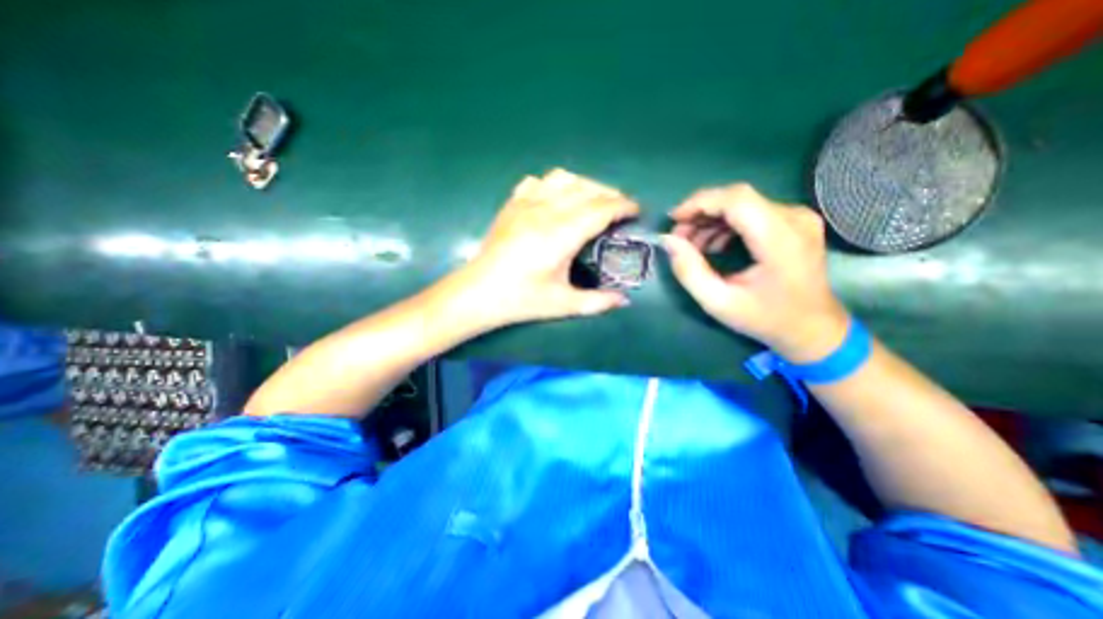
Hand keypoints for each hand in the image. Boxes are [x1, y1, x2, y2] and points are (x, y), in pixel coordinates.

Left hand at [456, 166, 643, 327]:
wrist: (478, 293)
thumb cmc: (521, 300)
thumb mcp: (563, 304)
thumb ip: (597, 302)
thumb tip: (624, 301)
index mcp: (560, 235)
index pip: (600, 209)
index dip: (623, 206)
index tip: (636, 210)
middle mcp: (545, 212)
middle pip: (586, 189)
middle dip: (610, 194)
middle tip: (620, 209)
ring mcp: (525, 204)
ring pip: (563, 178)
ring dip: (584, 185)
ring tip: (593, 200)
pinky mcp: (511, 204)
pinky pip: (537, 182)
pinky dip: (554, 185)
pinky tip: (557, 199)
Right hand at [662, 183, 851, 361]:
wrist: (813, 329)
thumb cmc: (766, 319)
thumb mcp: (719, 302)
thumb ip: (689, 271)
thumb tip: (668, 241)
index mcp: (780, 239)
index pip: (736, 199)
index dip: (699, 203)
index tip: (672, 220)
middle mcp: (794, 218)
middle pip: (737, 198)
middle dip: (700, 213)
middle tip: (678, 238)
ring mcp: (797, 218)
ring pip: (742, 204)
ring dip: (710, 220)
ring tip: (691, 246)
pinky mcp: (794, 222)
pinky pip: (751, 212)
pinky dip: (725, 225)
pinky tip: (712, 245)